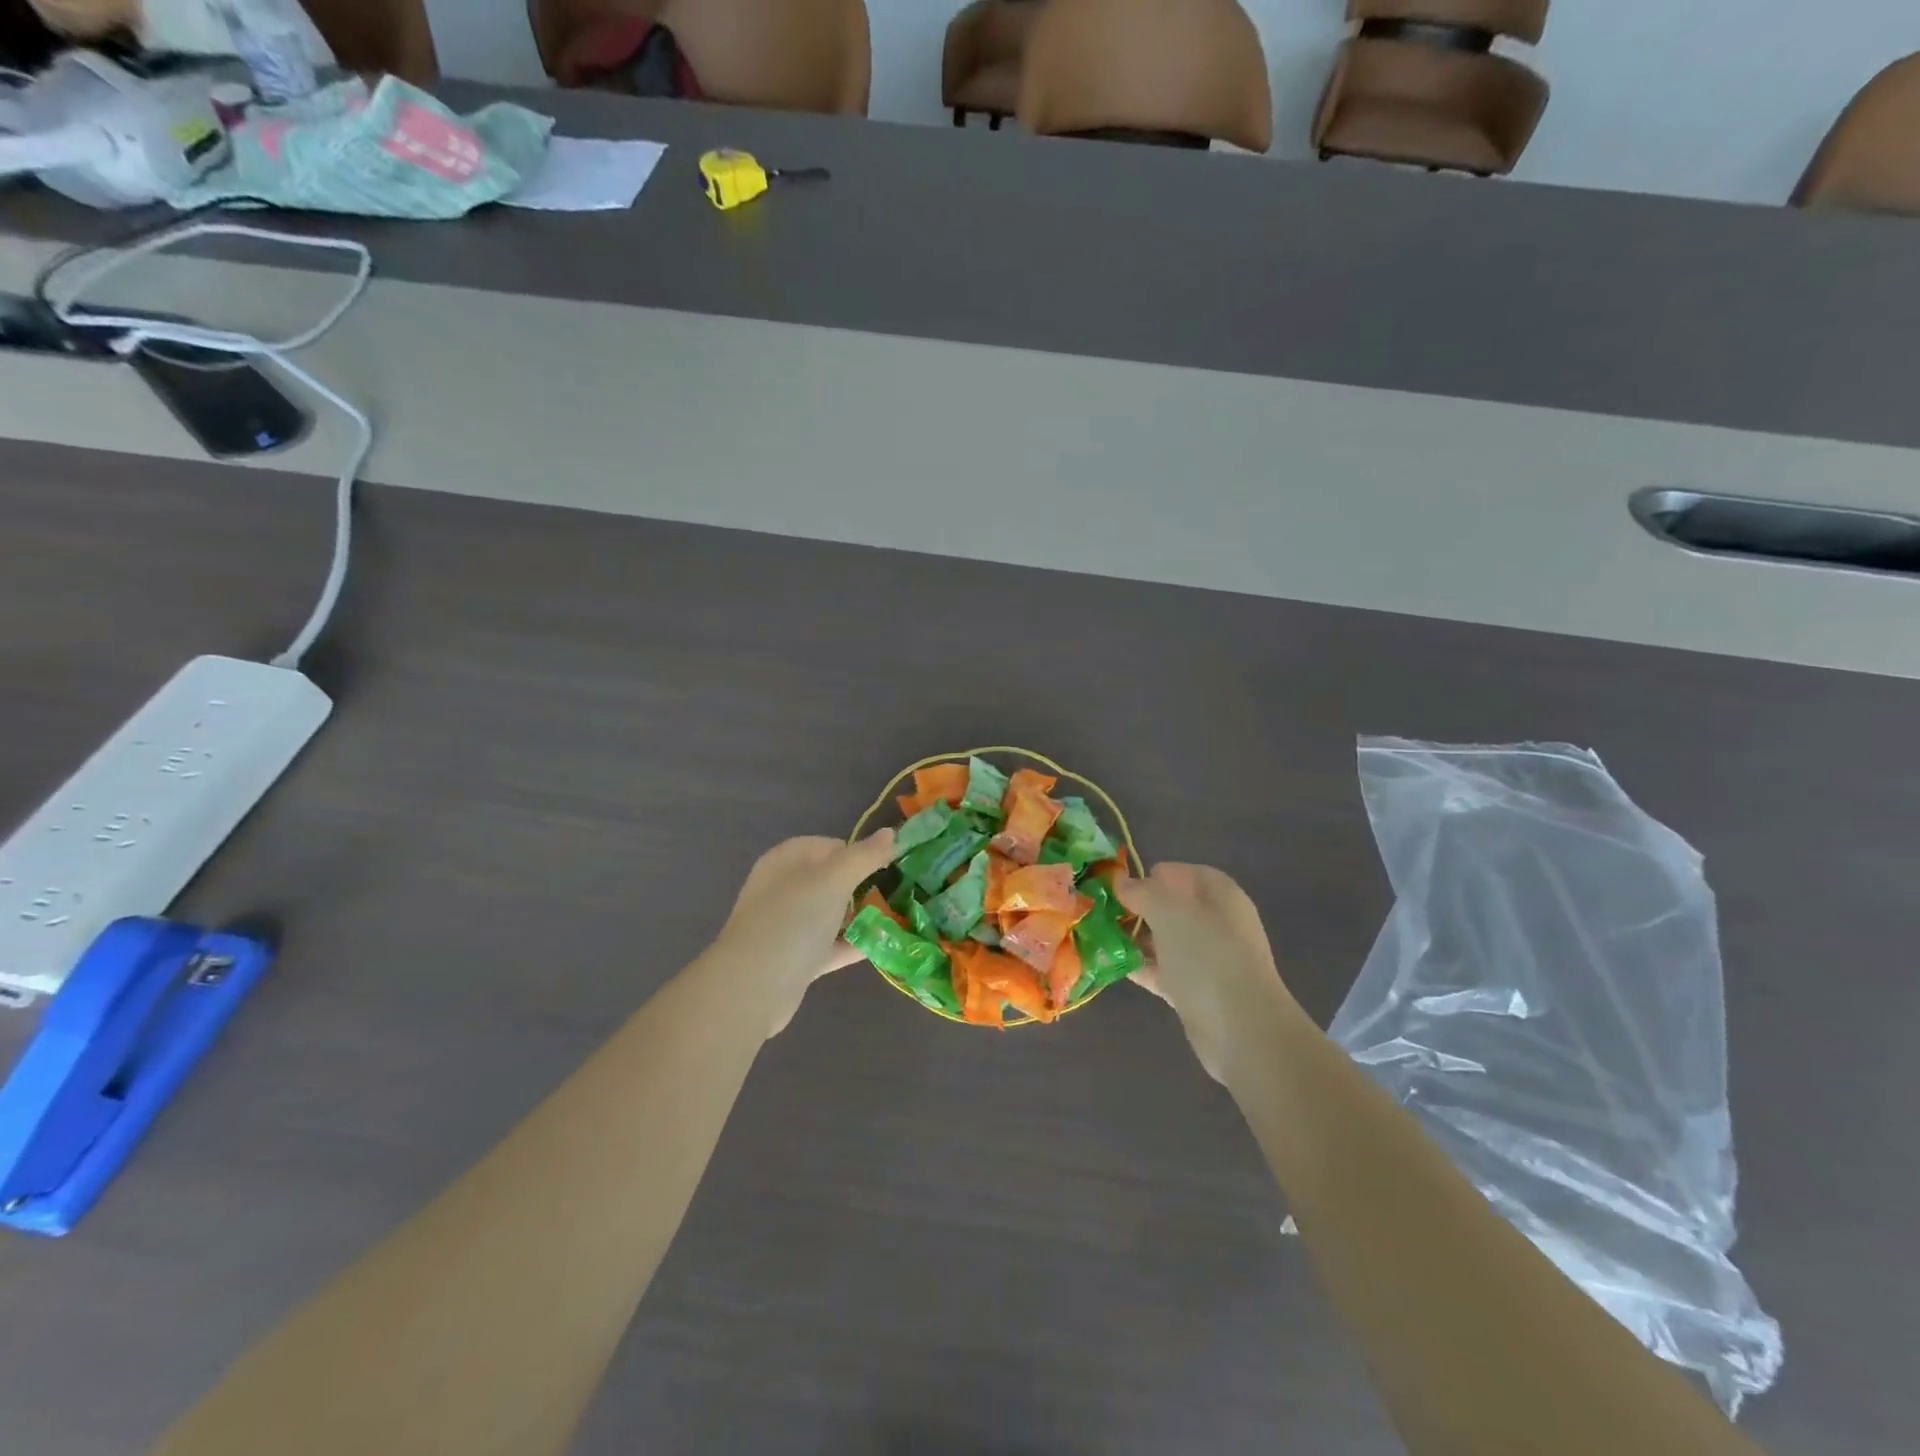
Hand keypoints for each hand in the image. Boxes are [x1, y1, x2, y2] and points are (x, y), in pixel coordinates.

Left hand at [705, 831, 895, 1037]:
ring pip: (831, 914)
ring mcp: (787, 924)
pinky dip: (851, 944)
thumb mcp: (834, 879)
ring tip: (896, 920)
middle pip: (832, 881)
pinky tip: (881, 948)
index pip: (831, 846)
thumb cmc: (793, 919)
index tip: (890, 868)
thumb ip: (865, 856)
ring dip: (860, 918)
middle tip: (896, 895)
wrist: (753, 987)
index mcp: (787, 859)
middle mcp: (784, 888)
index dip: (860, 854)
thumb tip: (890, 832)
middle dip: (863, 888)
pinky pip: (829, 945)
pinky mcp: (794, 958)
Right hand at [1115, 863, 1299, 1083]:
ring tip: (1100, 935)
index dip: (1157, 874)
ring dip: (1137, 938)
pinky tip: (1113, 963)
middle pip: (1175, 907)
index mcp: (1220, 896)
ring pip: (1167, 940)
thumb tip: (1122, 881)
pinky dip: (1142, 966)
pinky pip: (1164, 970)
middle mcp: (1217, 924)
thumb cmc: (1206, 956)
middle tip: (1105, 909)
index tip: (1123, 883)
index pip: (1188, 873)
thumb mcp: (1169, 912)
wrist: (1240, 1028)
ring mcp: (1208, 960)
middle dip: (1140, 907)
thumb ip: (1142, 892)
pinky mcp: (1196, 991)